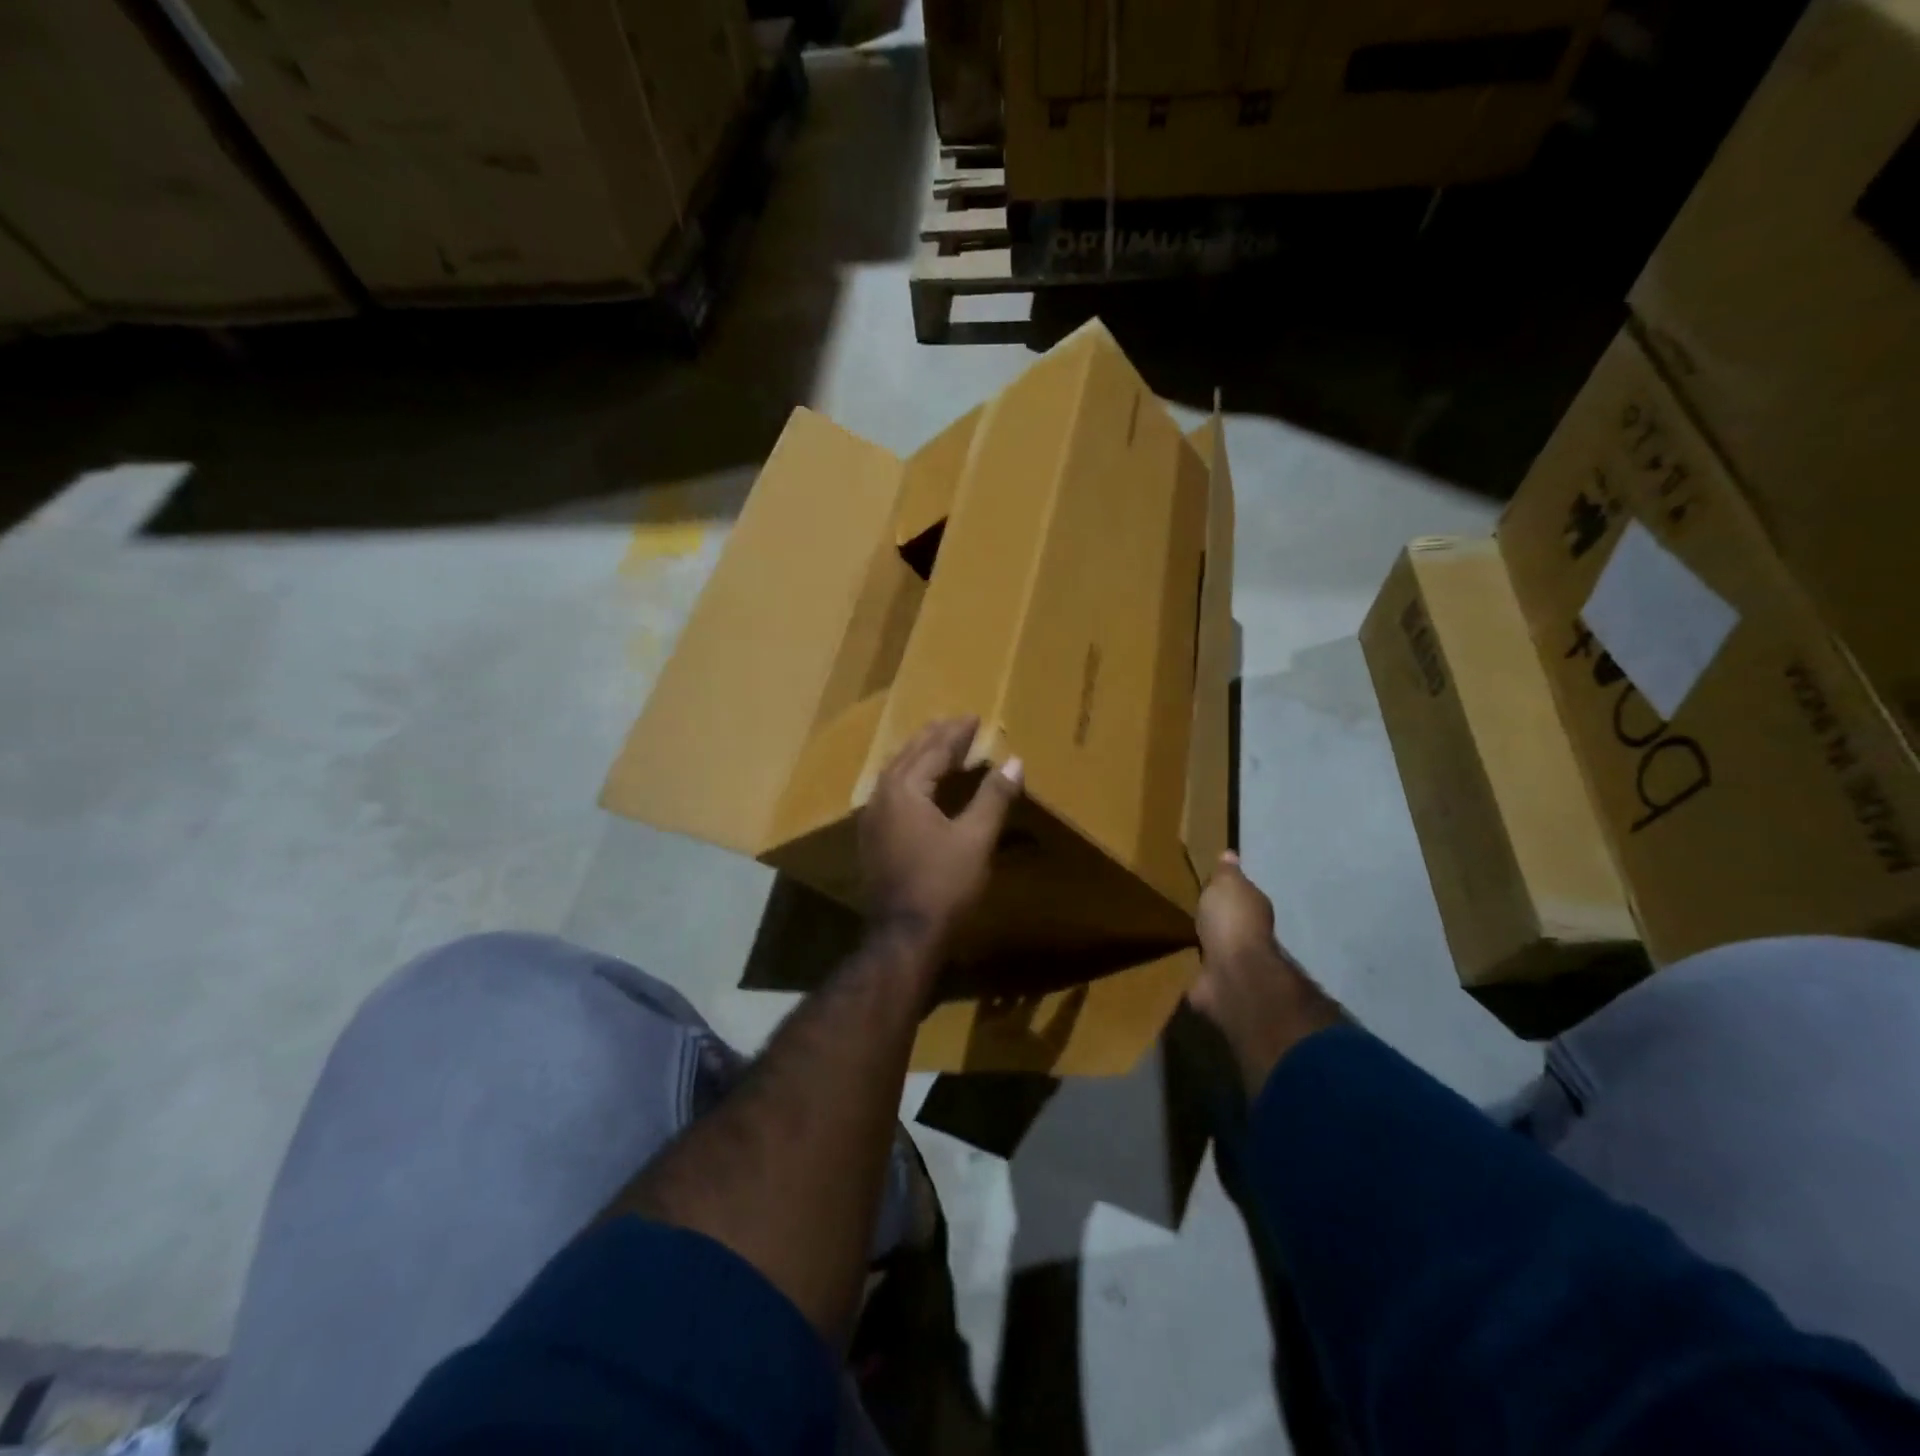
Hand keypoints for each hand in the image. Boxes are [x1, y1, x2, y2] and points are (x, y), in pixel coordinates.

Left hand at [859, 717, 1022, 947]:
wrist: (904, 934)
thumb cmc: (943, 884)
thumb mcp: (976, 838)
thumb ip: (993, 796)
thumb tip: (1014, 761)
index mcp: (905, 789)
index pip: (934, 750)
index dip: (956, 733)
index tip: (974, 717)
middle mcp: (882, 796)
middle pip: (909, 755)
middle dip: (934, 738)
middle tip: (955, 724)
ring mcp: (872, 818)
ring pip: (896, 773)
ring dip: (919, 756)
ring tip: (938, 747)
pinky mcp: (872, 838)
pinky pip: (891, 792)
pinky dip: (910, 778)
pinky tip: (919, 786)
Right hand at [1188, 852, 1342, 1095]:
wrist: (1232, 973)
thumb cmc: (1231, 921)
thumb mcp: (1227, 885)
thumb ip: (1227, 872)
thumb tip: (1230, 854)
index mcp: (1253, 909)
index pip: (1240, 896)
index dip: (1226, 892)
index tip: (1208, 888)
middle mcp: (1248, 937)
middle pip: (1228, 924)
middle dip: (1214, 921)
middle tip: (1190, 912)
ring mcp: (1233, 964)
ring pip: (1215, 950)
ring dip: (1204, 947)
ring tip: (1179, 937)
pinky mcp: (1216, 987)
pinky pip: (1201, 973)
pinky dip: (1193, 970)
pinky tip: (1175, 964)